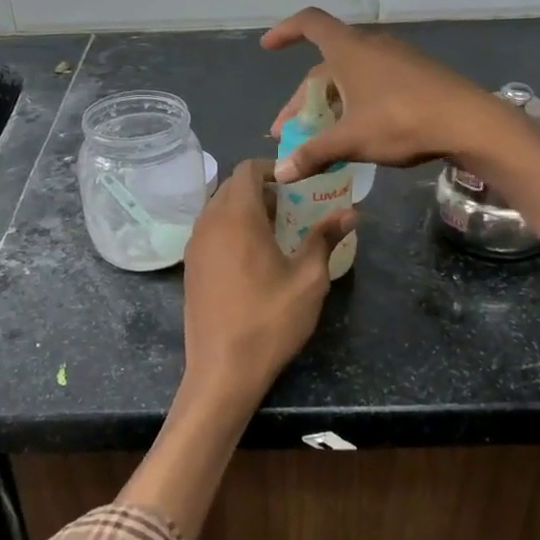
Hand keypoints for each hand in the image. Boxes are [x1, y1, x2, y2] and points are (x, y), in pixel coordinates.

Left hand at [180, 159, 356, 414]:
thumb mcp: (309, 280)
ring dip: (245, 209)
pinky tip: (253, 257)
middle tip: (293, 208)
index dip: (272, 169)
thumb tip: (349, 213)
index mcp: (236, 217)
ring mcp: (194, 246)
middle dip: (261, 189)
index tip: (297, 184)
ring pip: (218, 209)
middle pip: (231, 187)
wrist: (222, 370)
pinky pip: (210, 231)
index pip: (247, 170)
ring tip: (276, 232)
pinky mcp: (190, 267)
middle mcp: (209, 223)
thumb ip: (325, 239)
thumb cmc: (270, 321)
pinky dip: (230, 229)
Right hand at [263, 7, 506, 180]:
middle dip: (302, 99)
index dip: (285, 31)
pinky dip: (354, 103)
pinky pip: (372, 83)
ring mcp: (396, 59)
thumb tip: (279, 173)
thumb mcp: (351, 140)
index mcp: (349, 51)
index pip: (310, 24)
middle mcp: (371, 47)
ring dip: (329, 104)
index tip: (267, 47)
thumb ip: (313, 153)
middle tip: (288, 132)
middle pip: (325, 66)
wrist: (470, 123)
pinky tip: (356, 132)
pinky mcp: (416, 75)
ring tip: (320, 136)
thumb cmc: (402, 122)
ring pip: (350, 77)